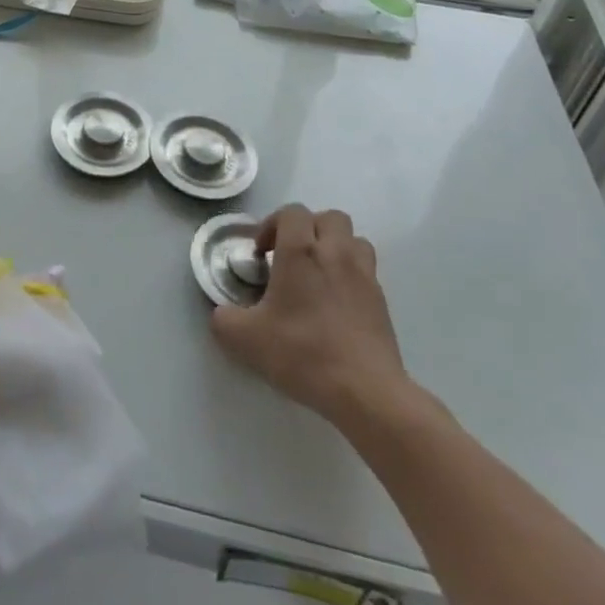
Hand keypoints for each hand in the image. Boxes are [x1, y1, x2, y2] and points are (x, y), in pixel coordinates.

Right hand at [210, 205, 417, 438]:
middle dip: (309, 229)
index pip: (292, 212)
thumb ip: (224, 319)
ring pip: (354, 240)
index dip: (273, 224)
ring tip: (320, 274)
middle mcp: (335, 252)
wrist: (366, 392)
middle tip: (292, 257)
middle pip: (328, 217)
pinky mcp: (383, 301)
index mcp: (301, 251)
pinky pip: (367, 271)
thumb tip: (221, 314)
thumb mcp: (246, 339)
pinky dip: (352, 275)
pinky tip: (338, 304)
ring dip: (336, 247)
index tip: (262, 254)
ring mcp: (365, 275)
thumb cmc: (303, 353)